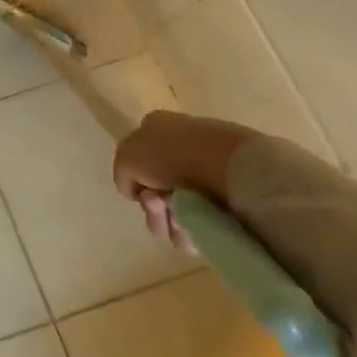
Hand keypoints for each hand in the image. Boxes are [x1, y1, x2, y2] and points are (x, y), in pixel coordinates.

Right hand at [112, 111, 258, 248]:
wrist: (232, 167)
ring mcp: (211, 171)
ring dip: (173, 222)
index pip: (137, 162)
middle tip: (160, 208)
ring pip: (179, 211)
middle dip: (154, 208)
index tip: (142, 192)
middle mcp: (183, 147)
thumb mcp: (127, 157)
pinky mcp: (234, 195)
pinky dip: (197, 228)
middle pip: (157, 192)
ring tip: (183, 221)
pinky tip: (201, 224)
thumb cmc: (173, 155)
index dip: (135, 182)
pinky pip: (205, 221)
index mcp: (158, 128)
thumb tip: (137, 191)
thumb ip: (122, 174)